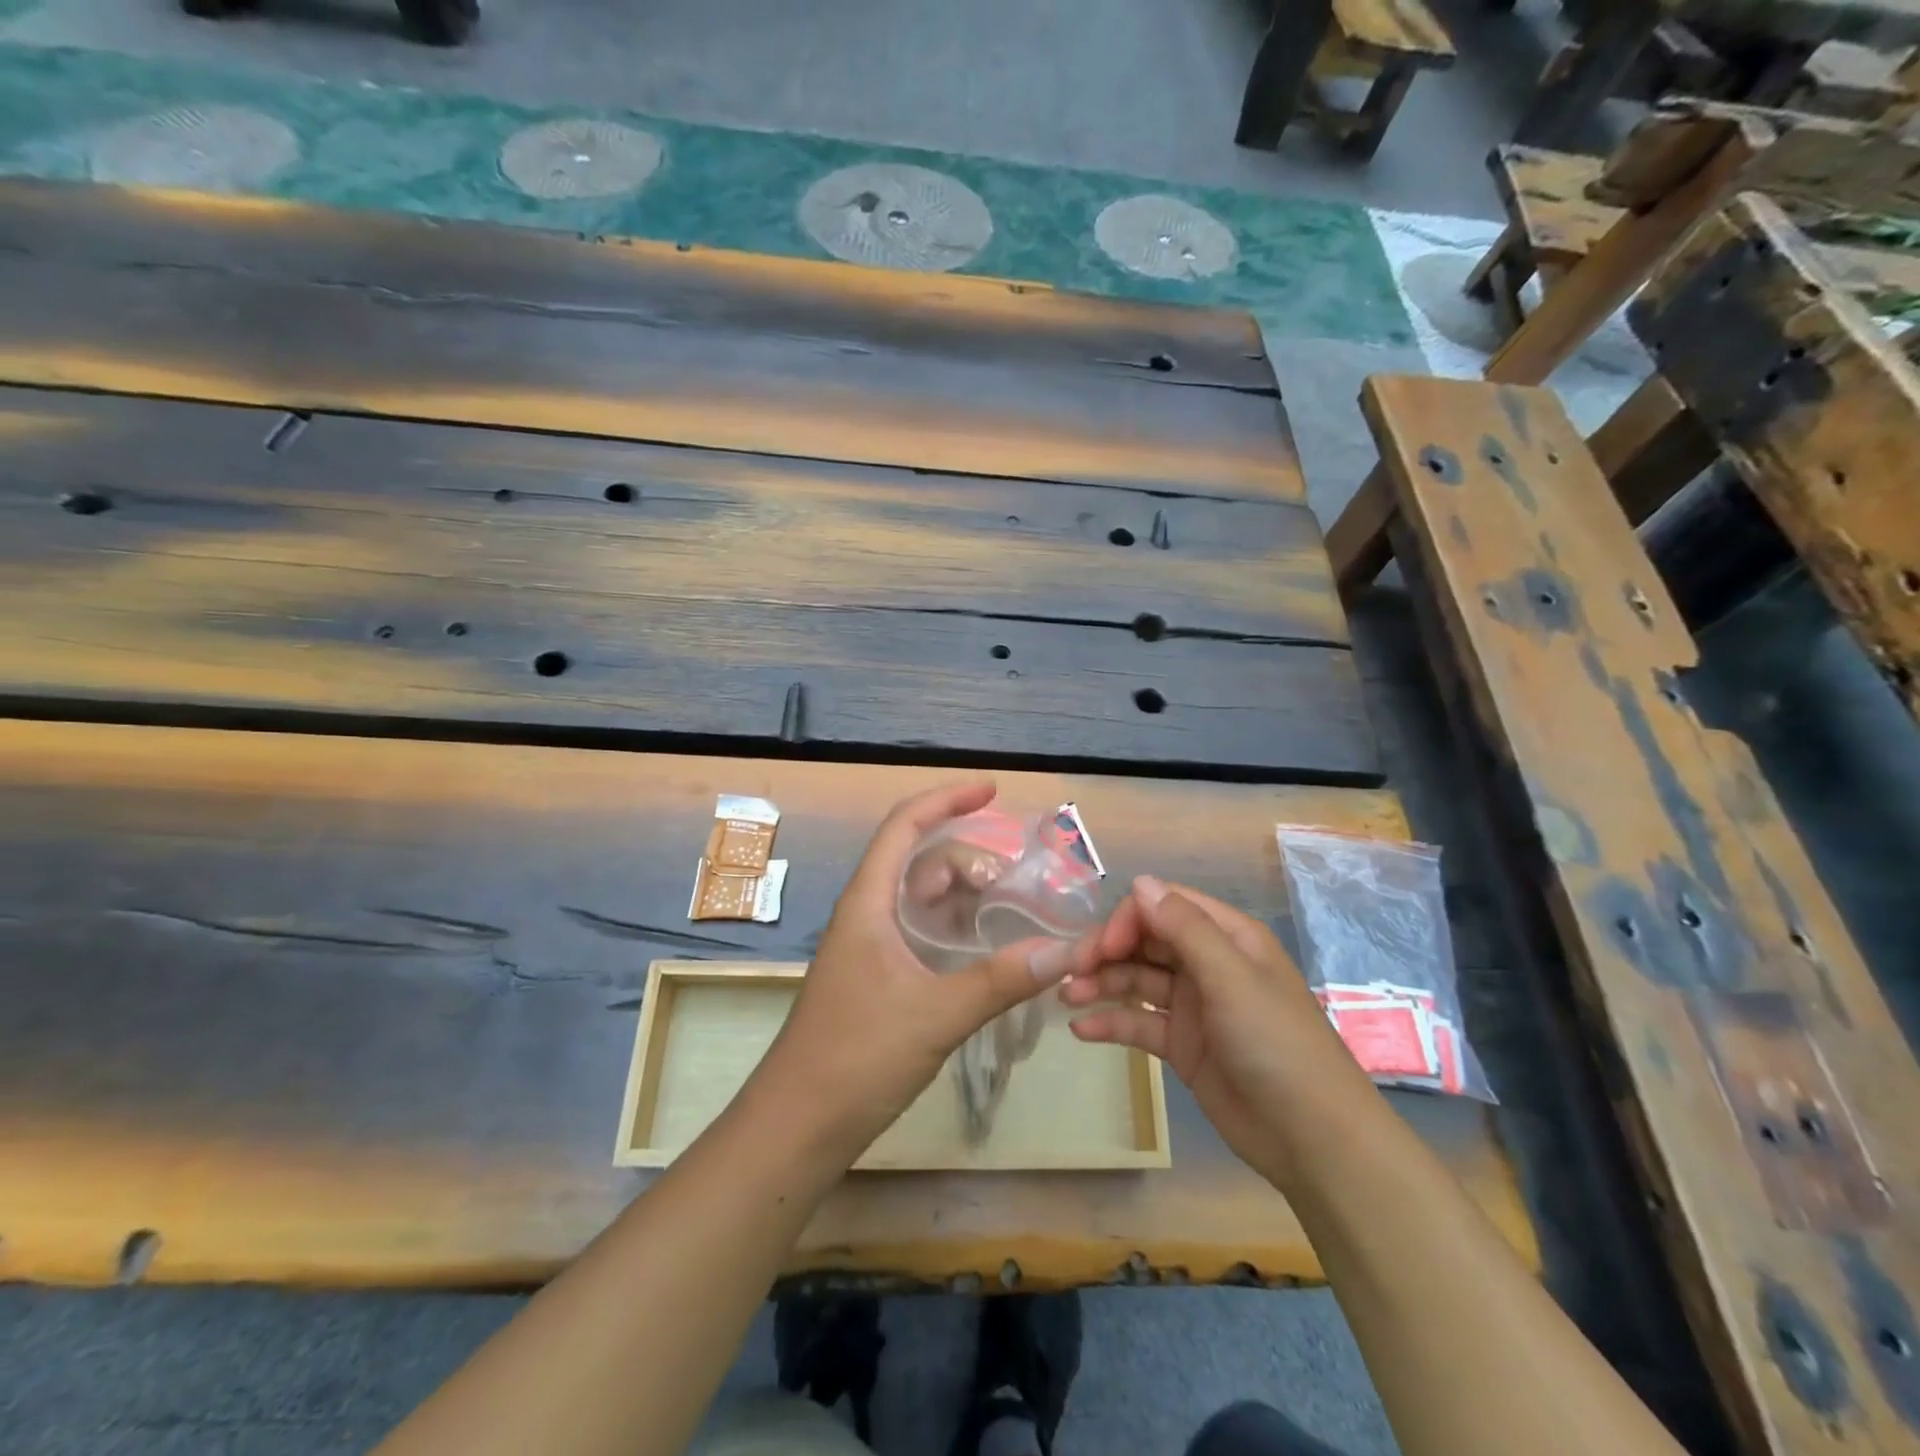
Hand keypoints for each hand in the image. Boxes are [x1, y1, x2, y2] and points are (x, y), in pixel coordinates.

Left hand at [754, 781, 1098, 1159]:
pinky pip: (924, 932)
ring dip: (966, 896)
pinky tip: (988, 949)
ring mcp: (872, 945)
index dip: (946, 798)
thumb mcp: (936, 1014)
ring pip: (924, 899)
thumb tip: (1066, 950)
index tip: (992, 790)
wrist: (798, 1123)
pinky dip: (957, 929)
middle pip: (922, 861)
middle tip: (1020, 881)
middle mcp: (868, 913)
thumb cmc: (857, 1056)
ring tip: (1013, 911)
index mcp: (869, 902)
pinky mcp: (878, 976)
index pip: (904, 826)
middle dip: (971, 859)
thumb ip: (1001, 980)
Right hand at [1062, 876, 1380, 1189]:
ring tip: (1067, 998)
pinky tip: (1081, 1030)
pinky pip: (1138, 1023)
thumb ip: (1185, 929)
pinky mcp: (1182, 1045)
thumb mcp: (1232, 979)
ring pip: (1136, 981)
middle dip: (1107, 951)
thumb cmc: (1276, 1044)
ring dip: (1101, 984)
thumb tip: (1139, 882)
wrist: (1312, 1139)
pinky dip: (1110, 1023)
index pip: (1164, 907)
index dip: (1128, 920)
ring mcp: (1193, 1005)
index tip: (1102, 948)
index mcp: (1227, 937)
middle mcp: (1207, 963)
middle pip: (1145, 942)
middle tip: (1072, 973)